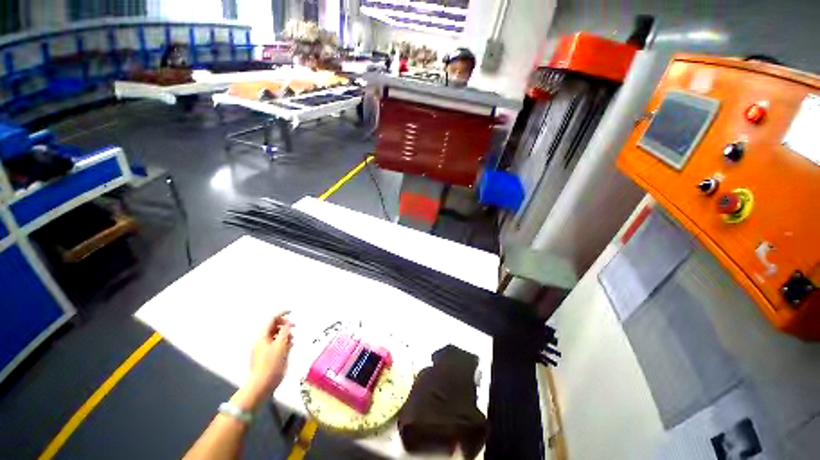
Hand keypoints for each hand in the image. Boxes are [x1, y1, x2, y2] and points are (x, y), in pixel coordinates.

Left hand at [236, 312, 293, 409]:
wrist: (262, 385)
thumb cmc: (270, 364)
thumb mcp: (280, 345)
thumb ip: (285, 331)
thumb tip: (288, 321)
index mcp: (262, 336)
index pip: (271, 319)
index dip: (281, 313)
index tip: (292, 311)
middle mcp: (262, 340)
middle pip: (273, 326)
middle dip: (284, 324)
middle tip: (295, 325)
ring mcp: (264, 348)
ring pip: (275, 335)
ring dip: (285, 333)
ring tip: (294, 337)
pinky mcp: (268, 356)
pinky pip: (277, 343)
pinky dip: (284, 341)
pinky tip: (291, 345)